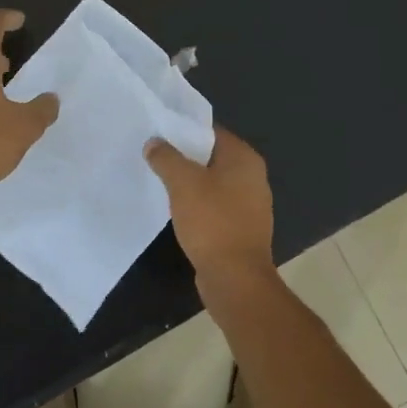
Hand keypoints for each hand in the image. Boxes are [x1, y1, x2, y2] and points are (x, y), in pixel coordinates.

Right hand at [144, 126, 274, 279]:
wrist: (235, 277)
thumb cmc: (212, 222)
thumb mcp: (183, 183)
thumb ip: (166, 158)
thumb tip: (154, 142)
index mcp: (244, 158)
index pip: (211, 132)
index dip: (184, 130)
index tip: (158, 134)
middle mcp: (253, 176)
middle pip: (212, 157)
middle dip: (184, 157)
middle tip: (154, 156)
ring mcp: (250, 204)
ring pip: (213, 183)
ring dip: (190, 183)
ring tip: (160, 181)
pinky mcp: (241, 227)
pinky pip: (215, 206)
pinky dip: (198, 204)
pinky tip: (177, 209)